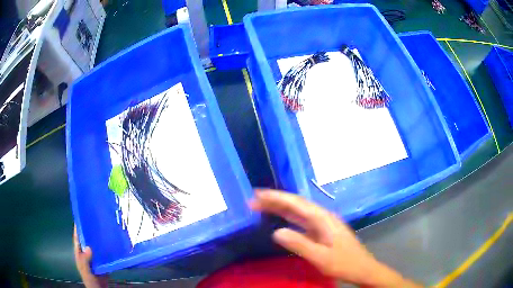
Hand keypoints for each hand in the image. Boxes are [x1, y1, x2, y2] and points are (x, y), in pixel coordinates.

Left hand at [73, 225, 107, 287]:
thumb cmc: (90, 280)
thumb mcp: (85, 270)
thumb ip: (85, 260)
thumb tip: (88, 246)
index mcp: (80, 254)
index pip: (77, 239)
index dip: (78, 228)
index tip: (81, 217)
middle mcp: (87, 254)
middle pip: (88, 241)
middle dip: (90, 232)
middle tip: (97, 221)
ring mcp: (95, 259)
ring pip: (97, 247)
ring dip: (100, 241)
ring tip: (106, 231)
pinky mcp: (103, 264)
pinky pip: (105, 255)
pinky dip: (108, 250)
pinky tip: (113, 246)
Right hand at [250, 190, 420, 286]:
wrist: (363, 269)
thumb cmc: (344, 264)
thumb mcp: (321, 258)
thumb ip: (299, 244)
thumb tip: (276, 231)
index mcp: (323, 219)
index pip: (296, 203)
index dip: (276, 198)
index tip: (258, 195)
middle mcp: (323, 217)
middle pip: (296, 204)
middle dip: (275, 200)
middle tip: (254, 199)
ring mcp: (323, 224)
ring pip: (299, 211)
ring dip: (281, 207)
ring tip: (262, 205)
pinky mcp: (323, 232)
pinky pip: (302, 221)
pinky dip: (289, 218)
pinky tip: (281, 220)